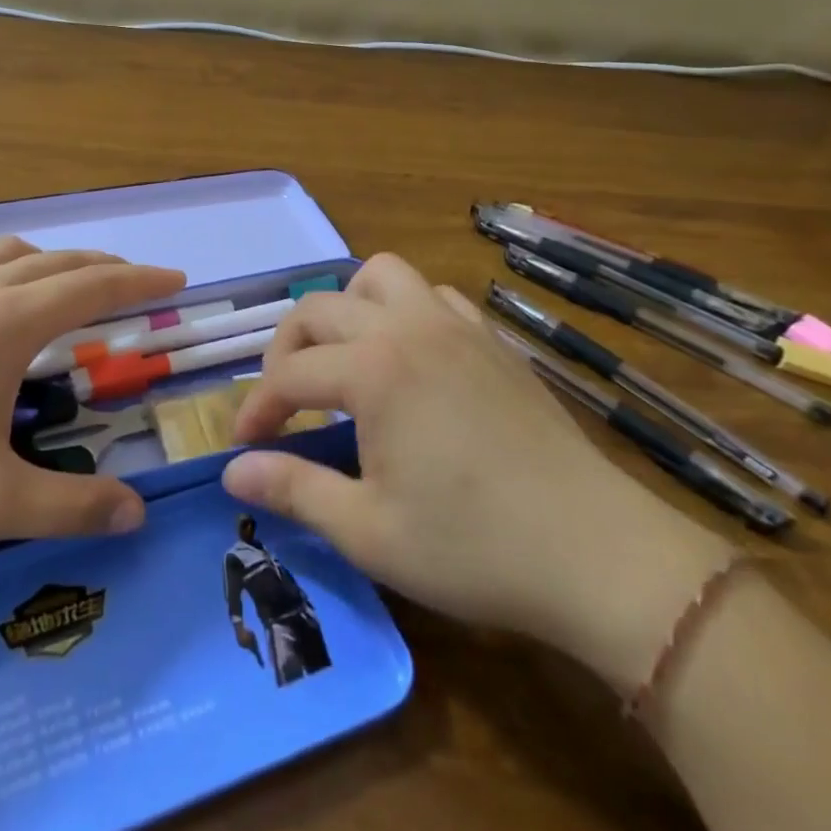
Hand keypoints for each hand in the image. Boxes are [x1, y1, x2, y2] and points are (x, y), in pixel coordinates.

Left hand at [0, 238, 183, 554]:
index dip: (140, 281)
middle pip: (55, 262)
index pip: (92, 286)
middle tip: (137, 283)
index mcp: (4, 324)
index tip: (177, 280)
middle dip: (104, 267)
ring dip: (48, 259)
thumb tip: (137, 515)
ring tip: (68, 280)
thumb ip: (71, 508)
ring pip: (4, 253)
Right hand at [221, 254, 730, 690]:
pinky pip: (434, 296)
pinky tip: (411, 359)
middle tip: (285, 401)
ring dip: (348, 307)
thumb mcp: (368, 531)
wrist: (598, 554)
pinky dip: (405, 311)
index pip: (290, 373)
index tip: (244, 445)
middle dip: (287, 348)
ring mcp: (456, 325)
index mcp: (373, 369)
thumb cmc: (474, 547)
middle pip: (321, 308)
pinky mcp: (493, 340)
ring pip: (382, 276)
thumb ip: (294, 490)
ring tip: (346, 358)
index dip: (258, 408)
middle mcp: (407, 328)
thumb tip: (232, 470)